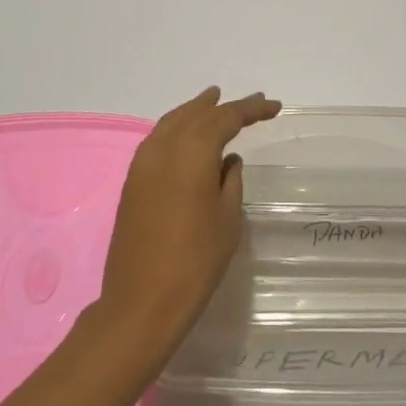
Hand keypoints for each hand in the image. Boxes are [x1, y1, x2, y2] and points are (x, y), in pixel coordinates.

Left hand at [96, 87, 281, 360]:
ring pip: (171, 123)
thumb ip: (230, 181)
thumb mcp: (227, 220)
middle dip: (222, 106)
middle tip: (249, 102)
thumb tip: (227, 160)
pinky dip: (175, 128)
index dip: (250, 109)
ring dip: (194, 111)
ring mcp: (142, 165)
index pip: (224, 119)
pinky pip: (157, 140)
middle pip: (195, 115)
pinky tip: (186, 135)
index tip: (274, 106)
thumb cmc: (195, 262)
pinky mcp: (132, 182)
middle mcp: (163, 149)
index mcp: (191, 154)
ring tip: (213, 101)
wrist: (141, 303)